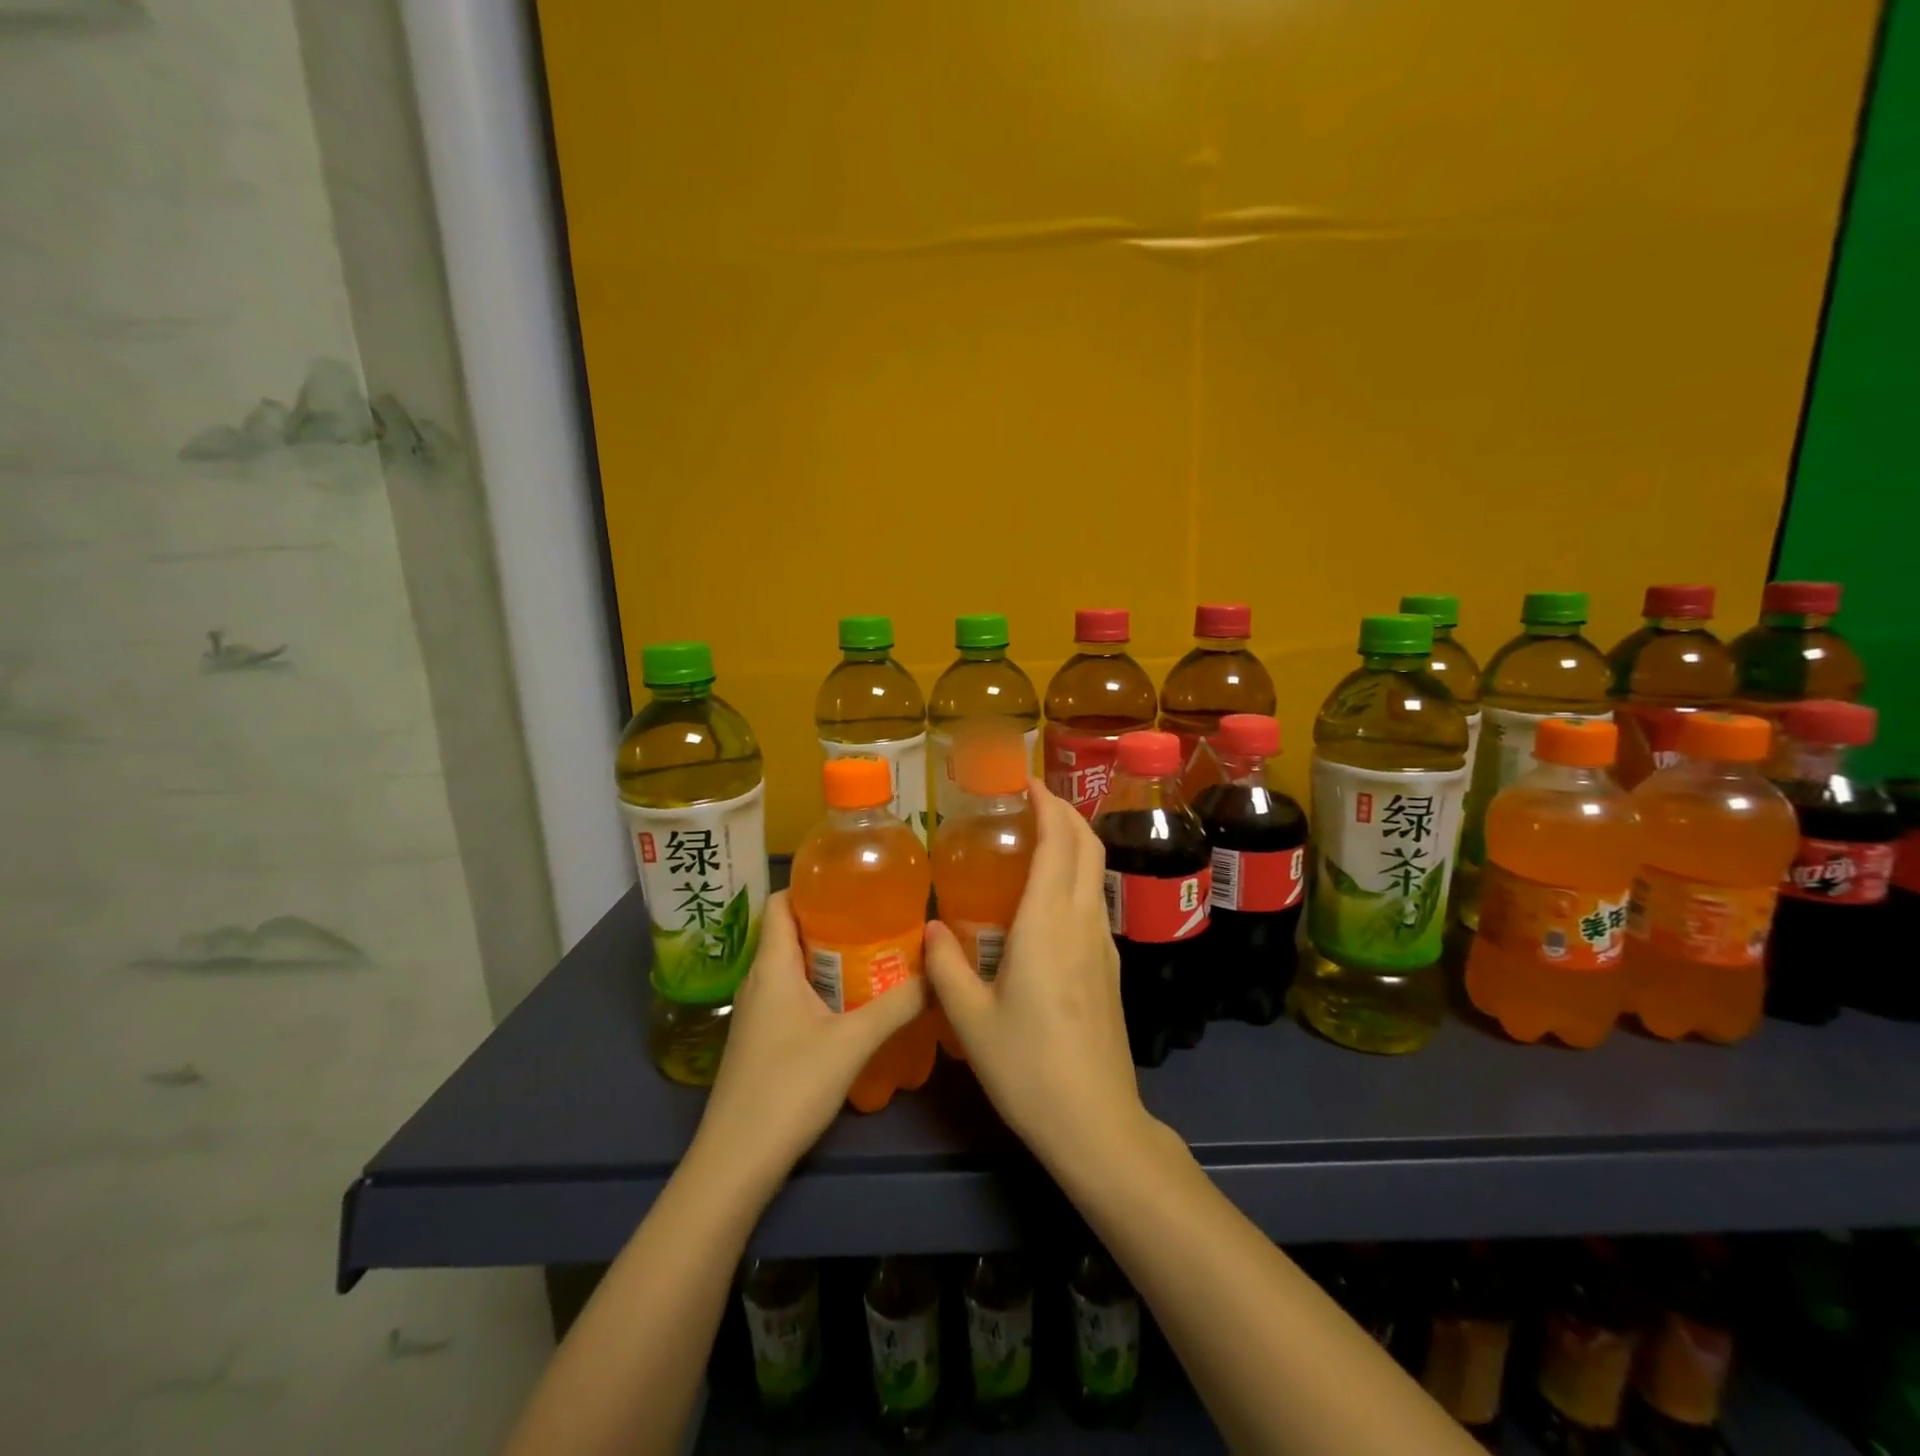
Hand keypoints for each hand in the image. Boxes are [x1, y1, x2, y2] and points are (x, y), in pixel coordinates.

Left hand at [694, 892, 926, 1192]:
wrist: (736, 1161)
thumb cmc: (789, 1087)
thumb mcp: (852, 1042)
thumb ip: (898, 1005)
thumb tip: (937, 973)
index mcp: (772, 966)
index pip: (779, 902)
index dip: (811, 886)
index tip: (854, 885)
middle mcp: (759, 980)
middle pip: (791, 932)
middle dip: (833, 921)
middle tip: (879, 920)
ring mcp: (757, 1012)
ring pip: (793, 966)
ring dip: (829, 957)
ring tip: (875, 955)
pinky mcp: (761, 1039)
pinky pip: (792, 994)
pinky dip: (821, 987)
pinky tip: (853, 1003)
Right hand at [924, 780, 1152, 1173]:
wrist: (1096, 1123)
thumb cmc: (1027, 1067)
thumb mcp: (970, 1018)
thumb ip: (944, 965)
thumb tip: (929, 927)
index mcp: (1048, 923)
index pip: (1058, 841)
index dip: (1046, 802)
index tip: (1023, 781)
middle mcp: (1082, 921)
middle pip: (1087, 844)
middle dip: (1063, 810)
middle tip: (1027, 800)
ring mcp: (1103, 944)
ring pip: (1095, 871)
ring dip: (1072, 842)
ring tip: (1032, 840)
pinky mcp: (1110, 967)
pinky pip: (1093, 900)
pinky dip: (1074, 875)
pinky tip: (1043, 899)